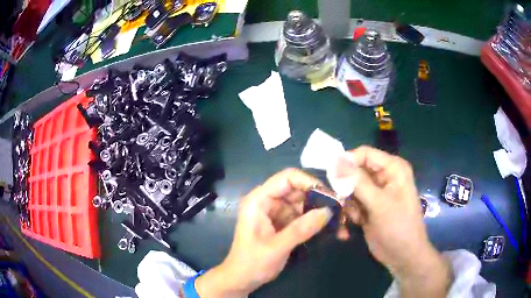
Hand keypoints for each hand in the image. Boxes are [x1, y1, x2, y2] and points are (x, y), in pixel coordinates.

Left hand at [195, 169, 332, 296]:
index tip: (330, 196)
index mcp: (259, 200)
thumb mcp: (276, 248)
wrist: (242, 279)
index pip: (287, 178)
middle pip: (300, 190)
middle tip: (342, 211)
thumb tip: (328, 211)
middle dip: (321, 200)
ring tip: (342, 224)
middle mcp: (269, 201)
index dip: (309, 182)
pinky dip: (318, 223)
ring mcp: (278, 213)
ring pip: (305, 204)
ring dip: (323, 213)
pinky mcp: (285, 224)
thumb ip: (301, 229)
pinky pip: (305, 217)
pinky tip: (333, 232)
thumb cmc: (251, 263)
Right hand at [333, 146, 451, 296]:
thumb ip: (357, 182)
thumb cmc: (398, 226)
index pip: (364, 154)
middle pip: (356, 171)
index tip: (332, 177)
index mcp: (392, 168)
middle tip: (344, 202)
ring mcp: (376, 193)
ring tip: (357, 217)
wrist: (403, 255)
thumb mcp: (379, 203)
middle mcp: (384, 176)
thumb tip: (336, 161)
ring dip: (349, 202)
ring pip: (351, 188)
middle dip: (347, 187)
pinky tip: (357, 223)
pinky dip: (351, 212)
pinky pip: (352, 202)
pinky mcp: (369, 206)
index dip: (347, 162)